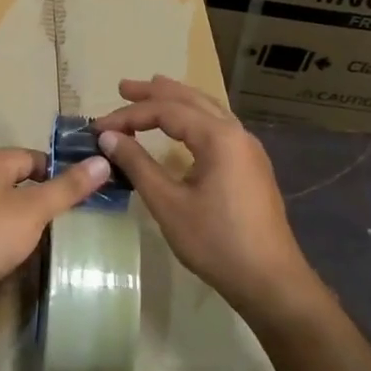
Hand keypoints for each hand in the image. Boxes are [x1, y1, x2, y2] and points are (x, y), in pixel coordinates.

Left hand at [0, 147, 110, 330]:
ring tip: (45, 242)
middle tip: (68, 223)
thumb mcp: (33, 211)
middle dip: (40, 199)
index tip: (80, 198)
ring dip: (20, 220)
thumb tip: (102, 161)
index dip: (59, 174)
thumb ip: (67, 188)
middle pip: (15, 180)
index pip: (34, 157)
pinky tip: (11, 257)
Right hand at [92, 76, 318, 318]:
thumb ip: (138, 164)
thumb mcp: (168, 204)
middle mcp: (236, 132)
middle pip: (190, 99)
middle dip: (155, 92)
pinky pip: (218, 126)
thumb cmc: (216, 242)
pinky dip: (193, 117)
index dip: (129, 115)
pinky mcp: (251, 165)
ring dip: (177, 99)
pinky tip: (183, 127)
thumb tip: (107, 136)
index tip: (98, 127)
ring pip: (208, 109)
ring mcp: (248, 148)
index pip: (166, 110)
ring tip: (151, 91)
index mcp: (218, 136)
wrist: (271, 282)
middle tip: (122, 88)